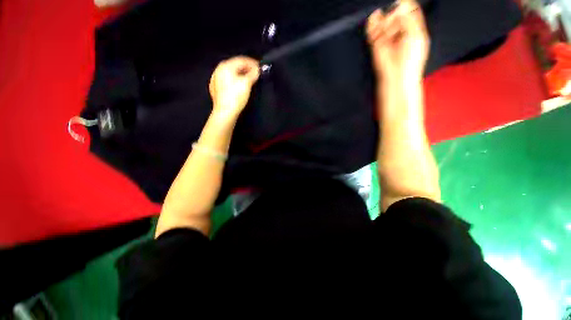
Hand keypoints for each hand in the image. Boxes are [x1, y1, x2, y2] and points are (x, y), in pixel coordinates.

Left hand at [209, 56, 259, 119]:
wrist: (225, 112)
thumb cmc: (235, 96)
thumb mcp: (247, 83)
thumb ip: (253, 74)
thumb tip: (257, 69)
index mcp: (225, 66)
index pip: (241, 60)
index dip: (252, 63)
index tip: (260, 67)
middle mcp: (218, 70)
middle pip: (235, 66)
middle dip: (246, 69)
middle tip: (256, 73)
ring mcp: (215, 80)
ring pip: (231, 74)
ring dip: (241, 75)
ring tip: (249, 80)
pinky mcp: (216, 89)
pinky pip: (227, 81)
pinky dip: (234, 81)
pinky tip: (239, 86)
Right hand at [366, 0, 429, 84]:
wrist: (396, 75)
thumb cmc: (411, 58)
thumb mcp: (416, 34)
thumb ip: (409, 18)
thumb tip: (398, 6)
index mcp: (412, 27)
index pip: (409, 9)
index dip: (405, 4)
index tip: (401, 4)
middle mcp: (399, 30)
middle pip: (395, 12)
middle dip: (394, 14)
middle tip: (394, 25)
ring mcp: (386, 36)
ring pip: (383, 20)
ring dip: (384, 21)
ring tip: (387, 33)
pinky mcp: (375, 43)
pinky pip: (373, 29)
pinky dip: (372, 23)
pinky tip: (375, 18)